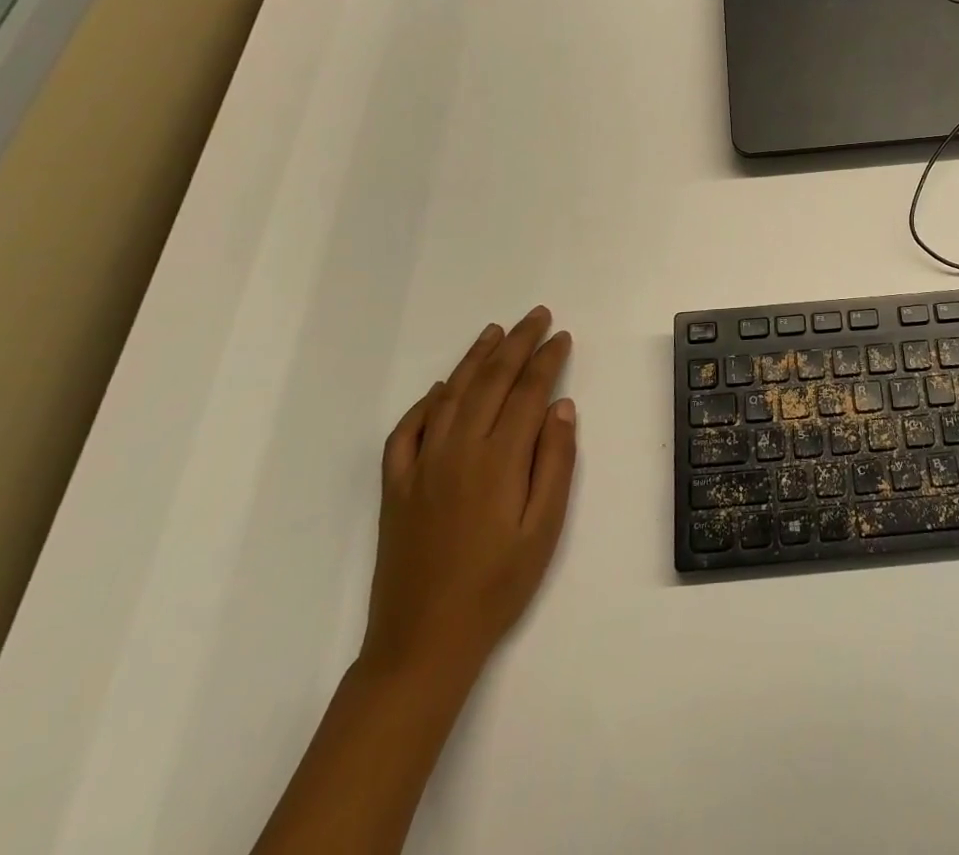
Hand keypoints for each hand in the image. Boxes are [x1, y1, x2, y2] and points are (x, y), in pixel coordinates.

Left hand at [360, 307, 577, 688]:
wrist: (423, 642)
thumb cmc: (497, 586)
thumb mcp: (544, 529)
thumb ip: (555, 462)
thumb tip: (561, 406)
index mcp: (499, 459)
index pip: (529, 391)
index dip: (547, 360)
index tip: (562, 336)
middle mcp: (458, 449)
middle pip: (492, 381)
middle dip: (518, 343)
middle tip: (537, 316)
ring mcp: (422, 464)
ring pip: (451, 394)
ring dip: (475, 358)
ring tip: (495, 332)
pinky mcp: (396, 485)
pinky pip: (408, 429)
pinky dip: (427, 401)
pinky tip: (442, 388)